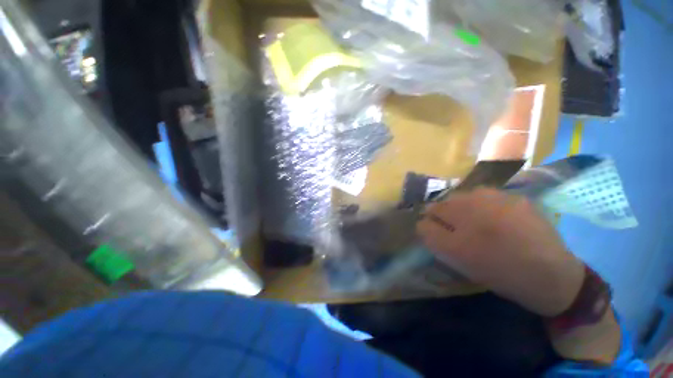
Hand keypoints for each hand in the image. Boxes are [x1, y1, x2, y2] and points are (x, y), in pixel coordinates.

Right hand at [417, 188, 584, 316]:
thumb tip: (422, 220)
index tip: (442, 235)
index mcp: (459, 211)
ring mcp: (501, 195)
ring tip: (481, 228)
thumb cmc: (496, 268)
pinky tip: (499, 224)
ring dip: (469, 211)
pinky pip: (491, 200)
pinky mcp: (518, 198)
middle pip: (451, 201)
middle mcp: (477, 196)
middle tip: (462, 234)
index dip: (433, 222)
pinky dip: (488, 209)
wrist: (551, 275)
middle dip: (450, 215)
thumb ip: (431, 234)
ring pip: (470, 199)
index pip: (433, 209)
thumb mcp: (454, 256)